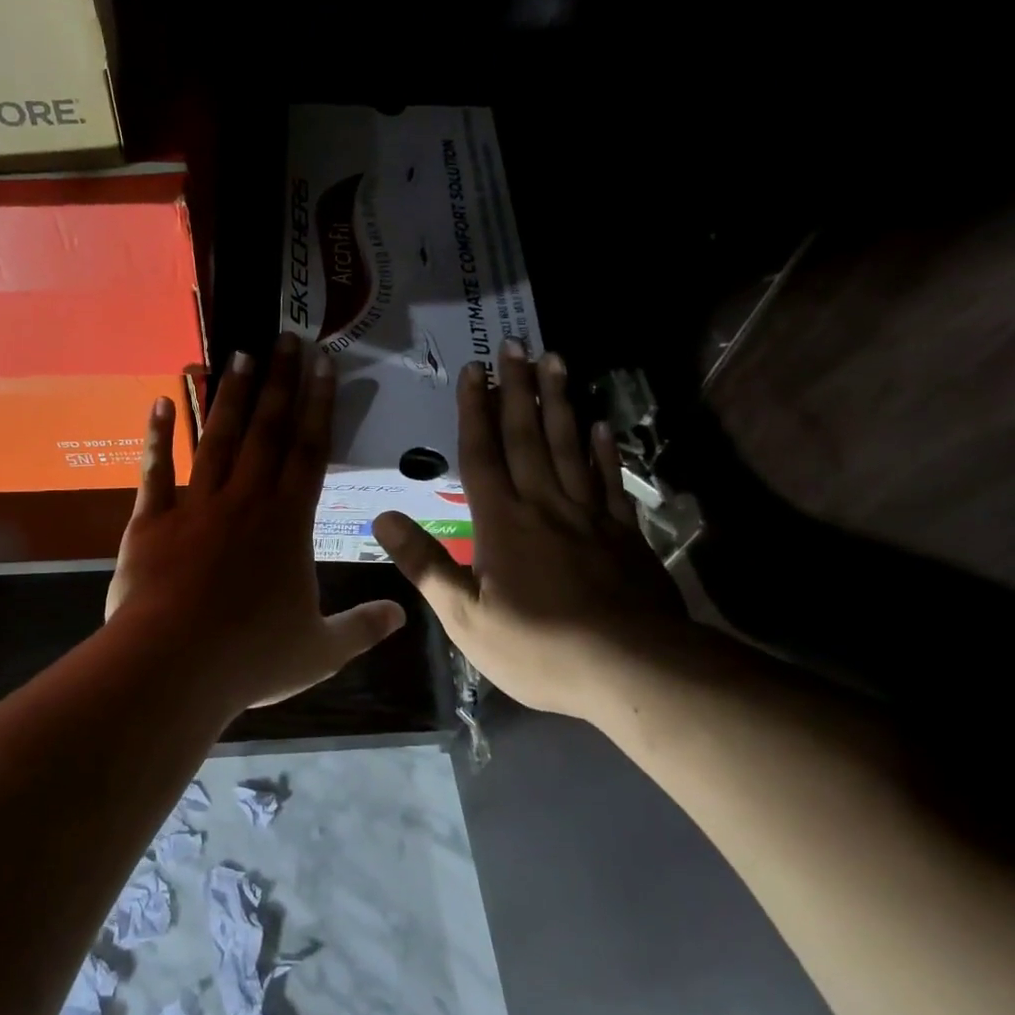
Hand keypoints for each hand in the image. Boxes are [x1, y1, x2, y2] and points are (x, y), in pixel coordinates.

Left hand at [105, 333, 406, 712]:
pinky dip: (157, 435)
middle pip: (266, 430)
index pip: (310, 450)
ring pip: (217, 438)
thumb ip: (362, 628)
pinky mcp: (153, 520)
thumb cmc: (250, 656)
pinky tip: (161, 400)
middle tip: (284, 337)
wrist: (173, 666)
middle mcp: (246, 499)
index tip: (323, 363)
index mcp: (289, 522)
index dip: (319, 404)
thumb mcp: (320, 650)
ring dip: (228, 394)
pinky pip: (155, 470)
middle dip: (278, 381)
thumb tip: (402, 617)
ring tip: (237, 353)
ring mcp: (196, 505)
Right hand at [374, 340, 679, 720]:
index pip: (482, 454)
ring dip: (559, 402)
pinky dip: (605, 450)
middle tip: (515, 344)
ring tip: (556, 361)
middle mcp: (544, 505)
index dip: (475, 410)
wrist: (632, 670)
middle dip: (517, 389)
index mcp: (502, 523)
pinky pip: (611, 481)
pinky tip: (602, 426)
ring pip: (570, 446)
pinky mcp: (624, 534)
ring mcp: (589, 515)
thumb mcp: (465, 618)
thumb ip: (425, 565)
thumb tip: (383, 518)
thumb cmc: (539, 648)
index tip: (475, 370)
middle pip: (528, 436)